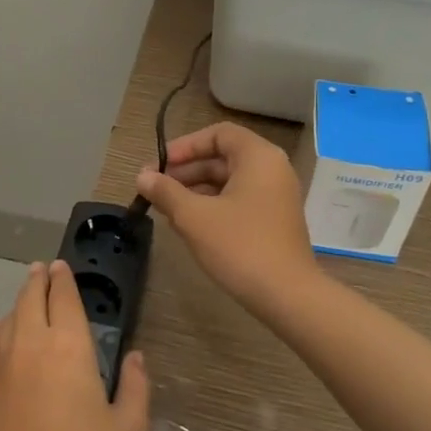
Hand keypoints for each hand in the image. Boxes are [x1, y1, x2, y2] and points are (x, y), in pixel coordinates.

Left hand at [0, 260, 150, 430]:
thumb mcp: (128, 430)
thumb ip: (136, 387)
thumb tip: (136, 357)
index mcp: (69, 347)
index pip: (65, 298)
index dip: (65, 278)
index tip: (63, 265)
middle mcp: (33, 344)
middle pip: (31, 298)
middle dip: (38, 279)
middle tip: (42, 268)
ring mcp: (3, 364)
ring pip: (10, 317)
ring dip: (20, 301)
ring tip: (26, 294)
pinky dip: (0, 329)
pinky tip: (0, 329)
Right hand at [134, 122, 320, 313]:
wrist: (288, 296)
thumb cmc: (240, 246)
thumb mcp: (194, 217)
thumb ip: (166, 192)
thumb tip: (142, 176)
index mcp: (258, 157)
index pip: (218, 134)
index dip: (185, 146)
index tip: (159, 165)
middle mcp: (272, 169)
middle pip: (223, 157)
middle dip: (186, 170)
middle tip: (154, 188)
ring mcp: (276, 196)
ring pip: (229, 181)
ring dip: (196, 190)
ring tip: (166, 208)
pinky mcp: (275, 220)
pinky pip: (239, 199)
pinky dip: (213, 205)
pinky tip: (189, 224)